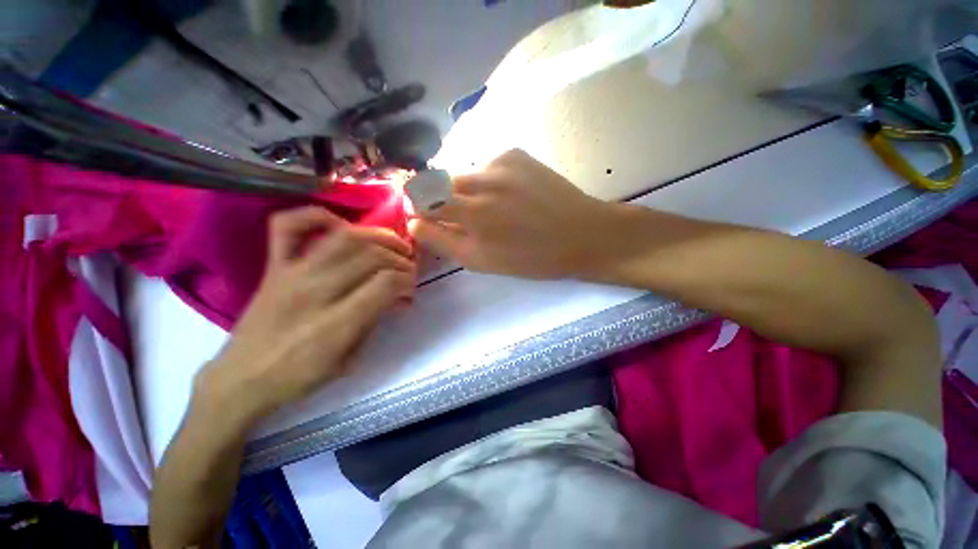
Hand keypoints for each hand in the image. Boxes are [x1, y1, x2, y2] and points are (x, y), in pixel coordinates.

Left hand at [197, 206, 415, 423]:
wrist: (241, 379)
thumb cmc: (300, 376)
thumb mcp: (350, 359)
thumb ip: (375, 321)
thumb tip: (398, 297)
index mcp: (335, 323)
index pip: (386, 283)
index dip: (406, 280)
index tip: (410, 288)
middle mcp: (315, 291)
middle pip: (371, 256)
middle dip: (400, 260)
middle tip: (407, 269)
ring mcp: (291, 273)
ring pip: (344, 237)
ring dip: (378, 236)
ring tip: (393, 244)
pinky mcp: (274, 266)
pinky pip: (288, 225)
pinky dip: (316, 216)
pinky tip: (340, 225)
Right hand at [410, 149, 624, 279]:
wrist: (583, 234)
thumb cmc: (533, 258)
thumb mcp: (483, 262)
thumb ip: (444, 241)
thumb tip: (414, 223)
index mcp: (472, 214)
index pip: (422, 199)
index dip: (420, 208)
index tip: (427, 219)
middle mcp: (481, 182)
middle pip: (439, 183)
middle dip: (444, 201)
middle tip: (466, 219)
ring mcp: (500, 162)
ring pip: (464, 175)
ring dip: (469, 192)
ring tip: (495, 208)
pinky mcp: (516, 153)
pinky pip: (488, 166)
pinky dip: (490, 181)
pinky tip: (511, 195)